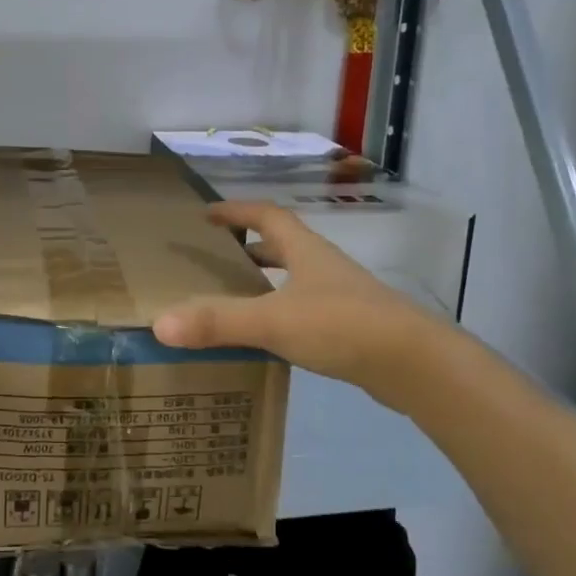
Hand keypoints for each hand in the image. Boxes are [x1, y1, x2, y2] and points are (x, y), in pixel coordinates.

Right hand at [151, 201, 448, 401]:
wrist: (414, 364)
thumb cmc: (342, 325)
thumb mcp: (273, 321)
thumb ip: (218, 322)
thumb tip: (161, 323)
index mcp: (304, 250)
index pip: (266, 215)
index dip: (236, 211)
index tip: (207, 214)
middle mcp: (323, 266)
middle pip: (282, 244)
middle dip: (249, 246)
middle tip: (216, 258)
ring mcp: (341, 296)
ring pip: (296, 278)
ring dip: (267, 280)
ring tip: (236, 297)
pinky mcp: (351, 326)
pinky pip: (306, 309)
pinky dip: (282, 312)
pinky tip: (269, 337)